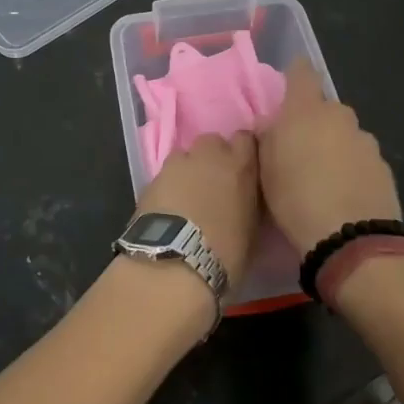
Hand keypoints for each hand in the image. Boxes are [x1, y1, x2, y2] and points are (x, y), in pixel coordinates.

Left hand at [135, 133, 262, 287]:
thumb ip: (248, 201)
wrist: (175, 264)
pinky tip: (168, 209)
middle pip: (212, 142)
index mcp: (240, 165)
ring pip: (185, 156)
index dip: (242, 153)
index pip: (245, 139)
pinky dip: (168, 187)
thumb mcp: (252, 228)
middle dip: (212, 158)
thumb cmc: (225, 253)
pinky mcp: (151, 179)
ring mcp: (177, 164)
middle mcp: (209, 155)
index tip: (242, 170)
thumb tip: (243, 199)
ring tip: (187, 197)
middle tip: (213, 184)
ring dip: (188, 171)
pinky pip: (165, 176)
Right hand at [259, 60, 401, 252]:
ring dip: (335, 147)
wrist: (350, 238)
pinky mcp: (383, 166)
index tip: (288, 92)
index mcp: (306, 109)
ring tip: (324, 180)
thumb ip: (267, 138)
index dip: (295, 77)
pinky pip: (361, 159)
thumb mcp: (264, 169)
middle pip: (325, 108)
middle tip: (300, 152)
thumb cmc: (295, 197)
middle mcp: (339, 115)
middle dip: (314, 123)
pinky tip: (344, 196)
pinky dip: (352, 169)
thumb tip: (270, 124)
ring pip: (345, 134)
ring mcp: (366, 140)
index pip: (302, 72)